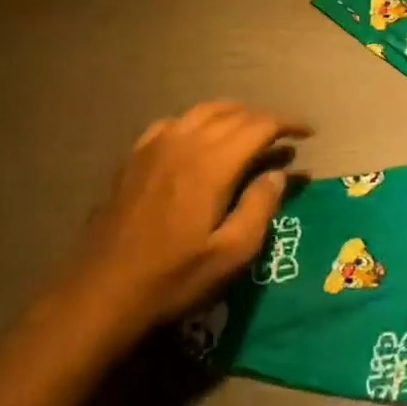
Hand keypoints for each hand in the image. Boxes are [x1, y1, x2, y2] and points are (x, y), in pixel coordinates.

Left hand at [70, 102, 309, 334]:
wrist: (99, 294)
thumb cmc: (172, 279)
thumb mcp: (230, 255)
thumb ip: (259, 207)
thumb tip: (277, 174)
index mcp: (211, 164)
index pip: (259, 125)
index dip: (287, 124)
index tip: (307, 134)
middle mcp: (184, 143)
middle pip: (233, 113)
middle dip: (263, 120)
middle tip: (283, 139)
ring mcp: (154, 147)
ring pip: (202, 111)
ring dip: (232, 115)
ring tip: (249, 132)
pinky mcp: (133, 158)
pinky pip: (172, 123)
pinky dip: (197, 122)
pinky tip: (198, 141)